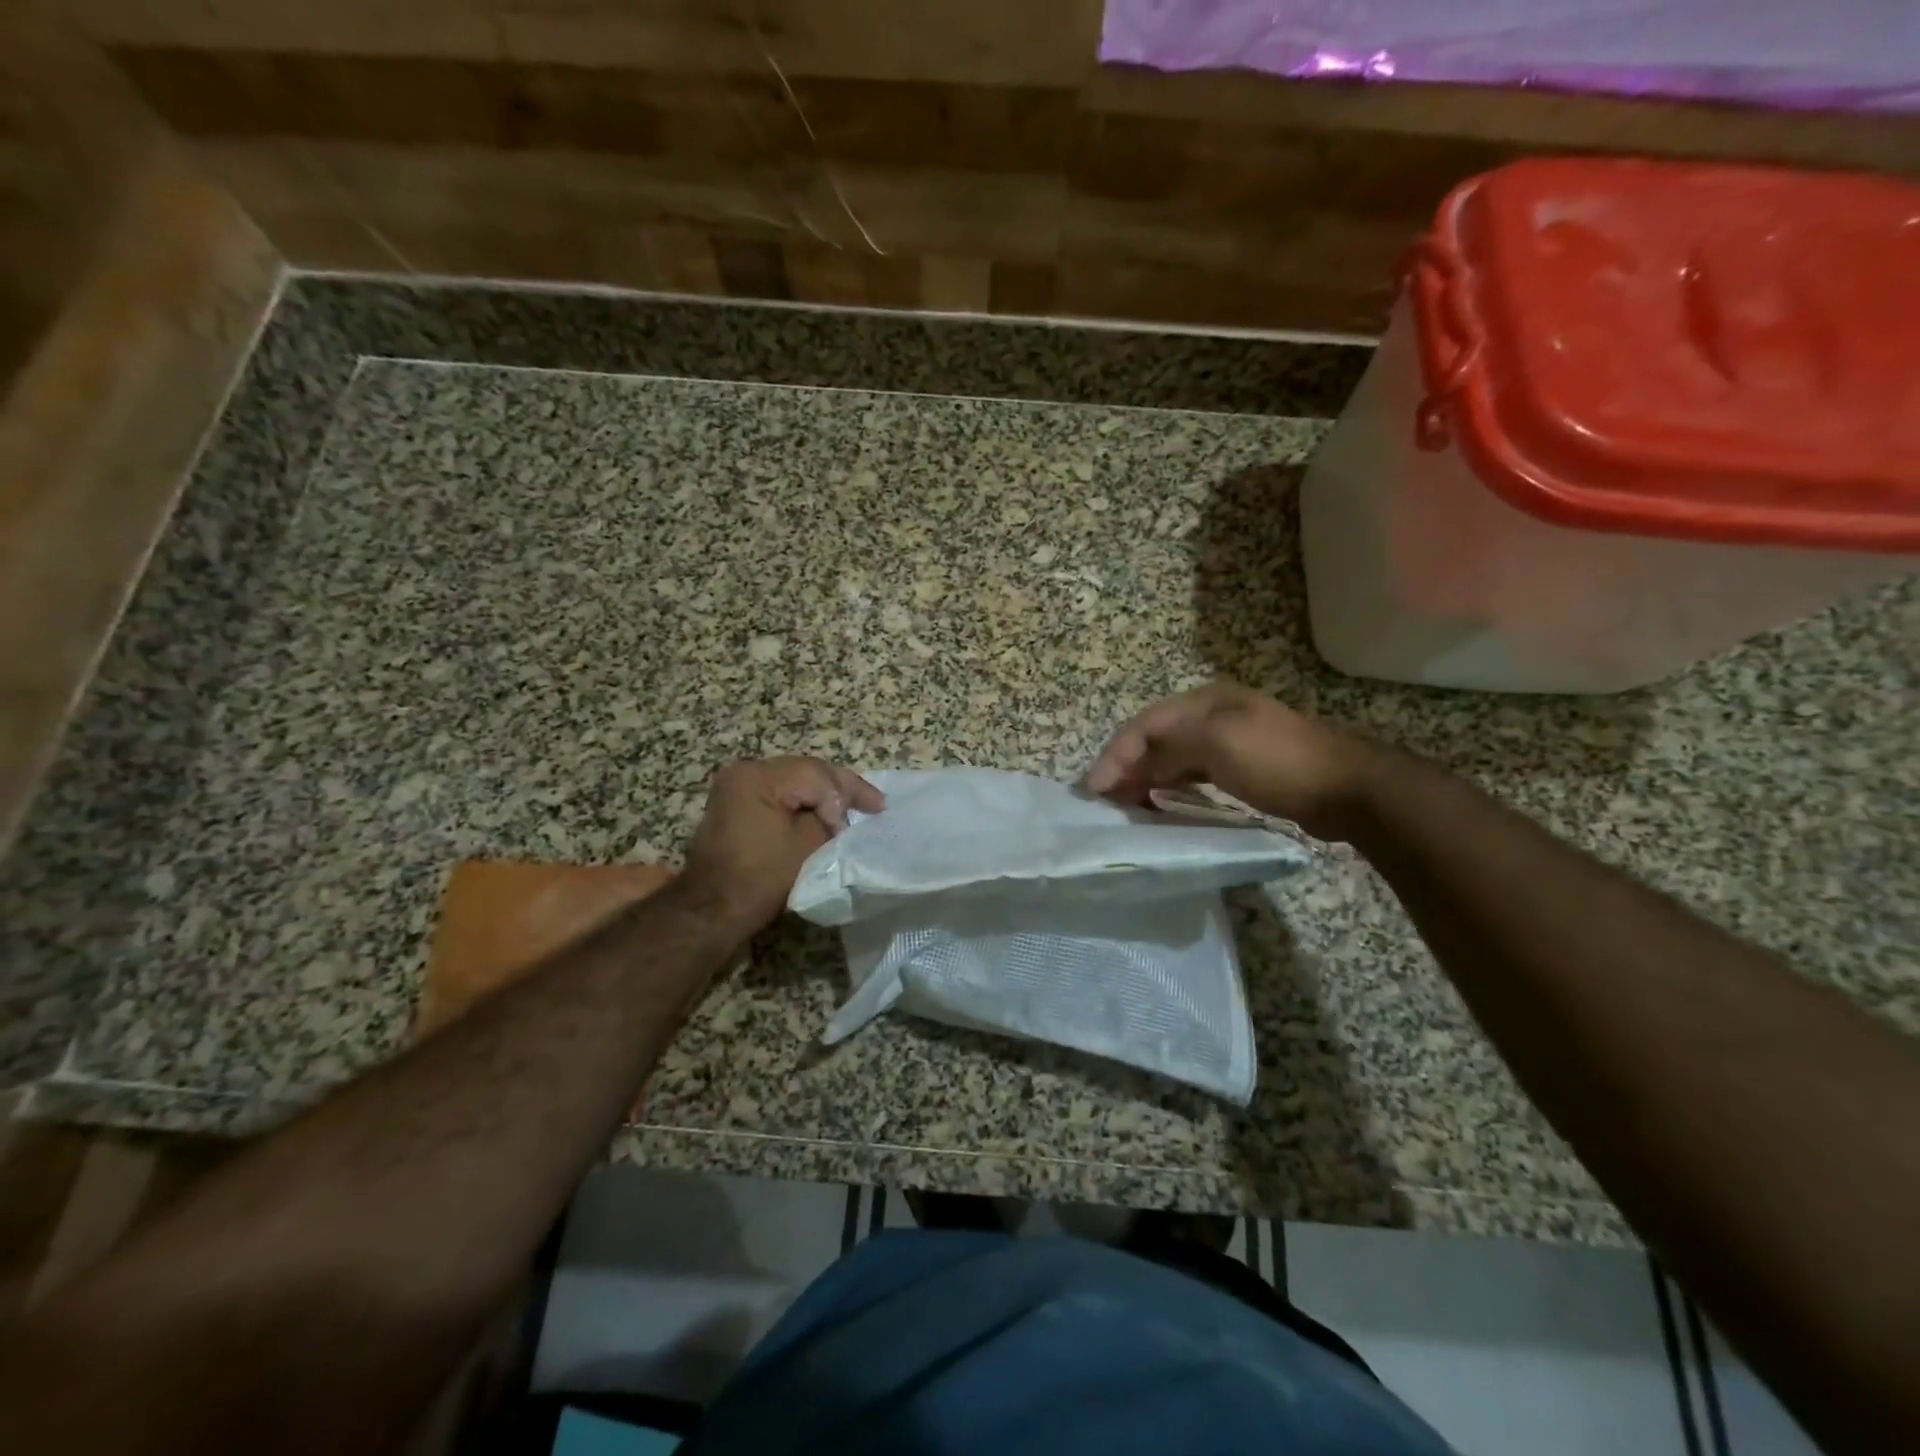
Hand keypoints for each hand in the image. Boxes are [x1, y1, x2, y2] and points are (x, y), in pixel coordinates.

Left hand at [682, 757, 885, 930]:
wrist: (711, 910)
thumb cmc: (761, 878)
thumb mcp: (808, 845)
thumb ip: (832, 818)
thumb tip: (841, 813)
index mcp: (759, 776)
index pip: (818, 774)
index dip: (849, 794)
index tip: (875, 813)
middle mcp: (745, 770)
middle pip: (806, 771)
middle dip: (840, 789)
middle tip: (874, 804)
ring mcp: (736, 785)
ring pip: (794, 780)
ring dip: (823, 796)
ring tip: (854, 809)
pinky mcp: (735, 803)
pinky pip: (779, 793)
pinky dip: (802, 803)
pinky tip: (824, 813)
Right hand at [1084, 683, 1376, 840]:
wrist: (1346, 789)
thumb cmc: (1277, 761)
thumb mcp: (1218, 743)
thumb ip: (1169, 745)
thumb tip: (1134, 761)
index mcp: (1205, 701)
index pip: (1144, 724)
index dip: (1115, 753)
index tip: (1094, 788)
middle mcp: (1213, 714)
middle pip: (1155, 738)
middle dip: (1125, 765)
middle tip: (1103, 798)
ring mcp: (1228, 740)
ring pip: (1171, 756)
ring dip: (1144, 776)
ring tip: (1124, 803)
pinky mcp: (1241, 767)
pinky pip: (1191, 773)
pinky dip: (1169, 785)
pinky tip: (1161, 801)